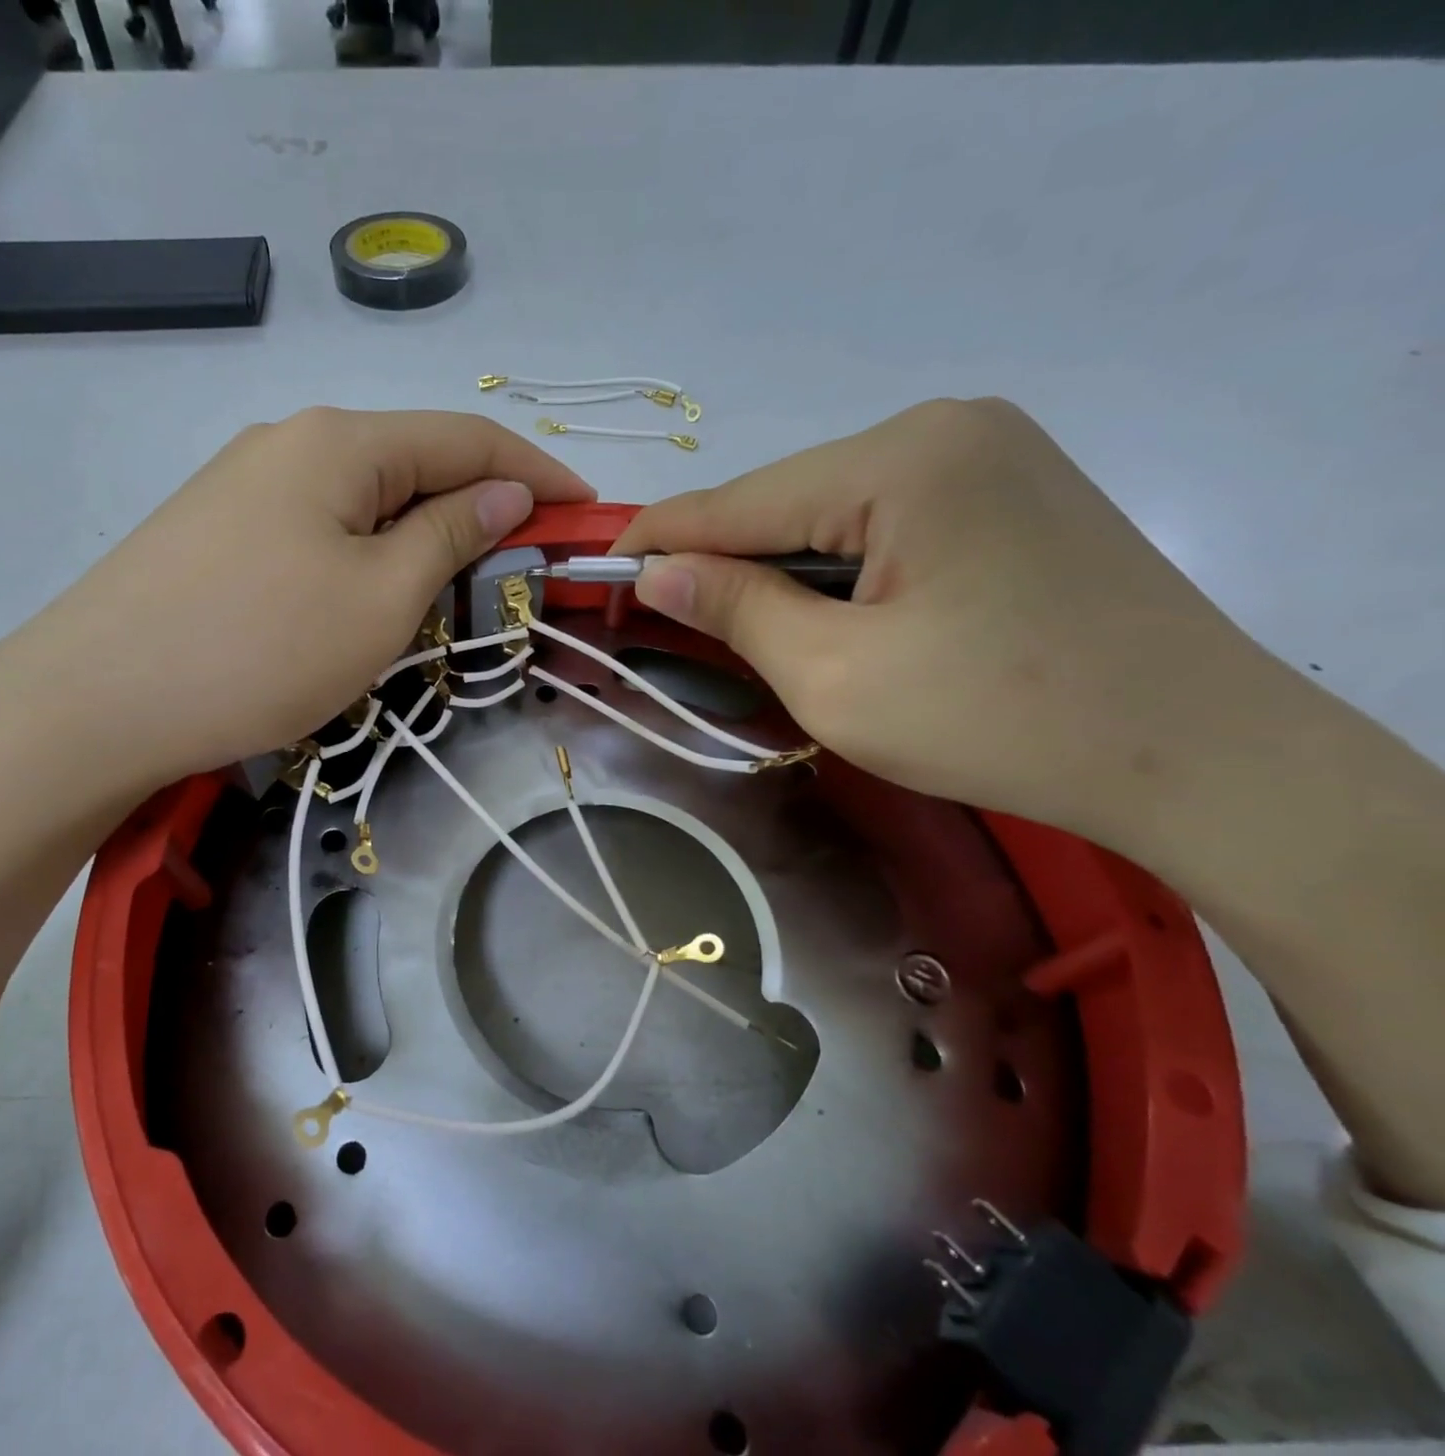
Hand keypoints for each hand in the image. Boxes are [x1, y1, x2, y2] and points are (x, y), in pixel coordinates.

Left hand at [0, 408, 592, 795]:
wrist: (95, 703)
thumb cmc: (260, 650)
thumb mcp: (381, 598)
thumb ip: (451, 535)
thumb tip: (504, 494)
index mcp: (339, 441)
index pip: (466, 438)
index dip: (536, 470)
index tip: (588, 508)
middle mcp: (291, 442)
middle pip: (413, 462)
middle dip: (480, 505)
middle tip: (527, 559)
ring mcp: (245, 486)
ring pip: (365, 500)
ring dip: (423, 534)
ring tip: (459, 585)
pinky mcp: (218, 532)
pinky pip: (321, 529)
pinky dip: (369, 553)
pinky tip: (374, 592)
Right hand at [616, 398, 1281, 843]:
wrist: (1194, 754)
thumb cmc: (996, 720)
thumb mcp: (834, 677)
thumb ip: (735, 609)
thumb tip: (654, 570)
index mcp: (900, 459)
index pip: (739, 498)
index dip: (660, 538)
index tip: (598, 570)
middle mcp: (944, 427)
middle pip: (787, 499)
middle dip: (725, 558)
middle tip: (669, 617)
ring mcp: (987, 452)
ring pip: (833, 510)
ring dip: (782, 567)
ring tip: (748, 626)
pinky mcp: (1010, 491)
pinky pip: (884, 519)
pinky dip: (838, 566)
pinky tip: (831, 612)